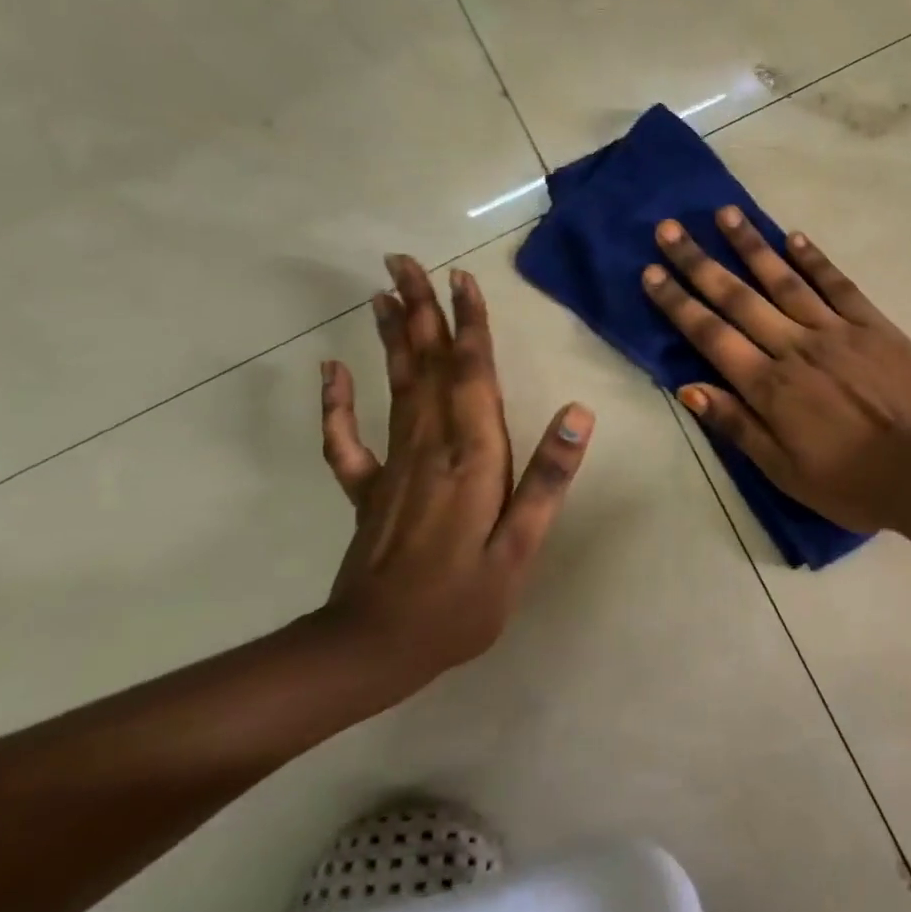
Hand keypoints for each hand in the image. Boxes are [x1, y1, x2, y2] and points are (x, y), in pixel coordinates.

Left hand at [316, 255, 592, 699]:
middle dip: (419, 310)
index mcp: (471, 456)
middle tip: (404, 260)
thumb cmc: (460, 602)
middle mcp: (430, 446)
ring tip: (380, 293)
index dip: (469, 324)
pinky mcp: (369, 489)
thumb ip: (547, 478)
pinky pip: (347, 438)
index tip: (461, 278)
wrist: (374, 651)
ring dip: (390, 337)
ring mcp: (393, 465)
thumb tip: (579, 413)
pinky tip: (332, 370)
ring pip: (395, 387)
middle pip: (428, 365)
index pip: (472, 374)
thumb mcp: (519, 547)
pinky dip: (337, 401)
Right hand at [642, 209, 910, 532]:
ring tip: (725, 214)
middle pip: (738, 298)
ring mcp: (835, 330)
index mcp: (769, 386)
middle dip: (700, 262)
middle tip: (670, 229)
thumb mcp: (784, 471)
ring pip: (784, 280)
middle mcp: (794, 347)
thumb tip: (688, 388)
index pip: (711, 335)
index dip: (678, 303)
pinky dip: (814, 259)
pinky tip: (793, 237)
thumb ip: (737, 426)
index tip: (651, 272)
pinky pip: (837, 284)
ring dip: (751, 246)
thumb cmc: (852, 482)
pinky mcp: (873, 323)